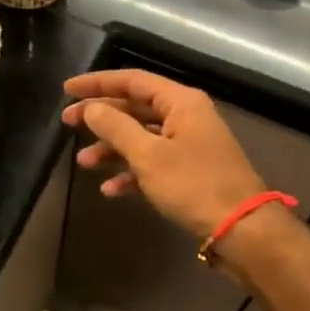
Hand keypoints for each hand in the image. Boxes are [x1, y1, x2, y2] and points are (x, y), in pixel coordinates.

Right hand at [61, 70, 265, 239]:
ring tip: (83, 163)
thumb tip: (91, 108)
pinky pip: (152, 162)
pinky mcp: (190, 171)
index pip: (132, 80)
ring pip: (141, 137)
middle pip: (135, 107)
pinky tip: (110, 189)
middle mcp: (186, 116)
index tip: (67, 89)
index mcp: (180, 102)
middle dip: (101, 117)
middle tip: (67, 123)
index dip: (98, 83)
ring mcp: (189, 144)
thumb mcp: (148, 156)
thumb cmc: (194, 185)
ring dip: (111, 148)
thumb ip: (115, 128)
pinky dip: (131, 172)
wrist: (243, 230)